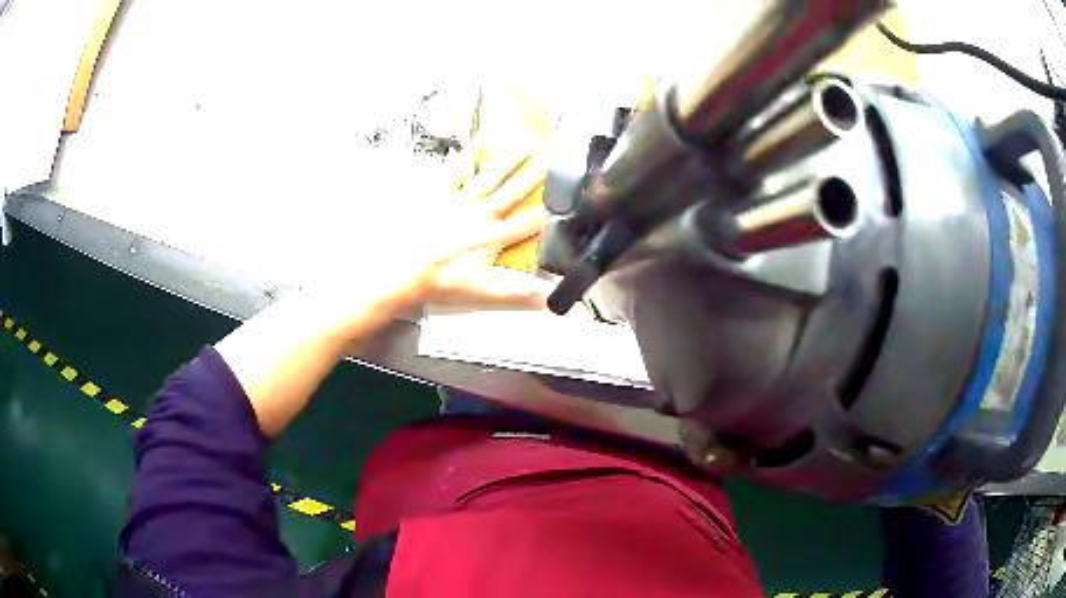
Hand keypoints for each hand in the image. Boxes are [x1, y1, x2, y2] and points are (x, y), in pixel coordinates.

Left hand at [422, 143, 548, 308]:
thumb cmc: (440, 281)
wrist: (401, 270)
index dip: (546, 215)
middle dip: (531, 178)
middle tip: (548, 160)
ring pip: (488, 178)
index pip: (525, 225)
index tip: (563, 203)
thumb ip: (514, 293)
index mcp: (491, 238)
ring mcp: (459, 203)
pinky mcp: (439, 198)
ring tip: (522, 147)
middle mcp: (479, 215)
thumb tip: (545, 298)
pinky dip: (466, 159)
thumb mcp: (480, 292)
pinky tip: (475, 145)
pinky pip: (455, 174)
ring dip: (507, 163)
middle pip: (511, 193)